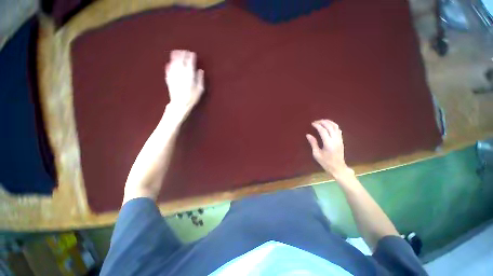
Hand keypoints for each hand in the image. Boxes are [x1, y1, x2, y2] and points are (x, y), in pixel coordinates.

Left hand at [165, 50, 204, 115]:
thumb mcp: (200, 89)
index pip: (190, 63)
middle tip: (184, 51)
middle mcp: (180, 73)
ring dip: (175, 57)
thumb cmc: (192, 98)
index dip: (191, 57)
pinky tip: (169, 63)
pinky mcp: (169, 79)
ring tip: (176, 52)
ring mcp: (173, 75)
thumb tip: (200, 70)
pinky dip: (169, 65)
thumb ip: (200, 79)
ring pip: (173, 63)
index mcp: (189, 75)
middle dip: (182, 54)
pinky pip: (168, 69)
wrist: (180, 104)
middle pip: (181, 60)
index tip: (192, 53)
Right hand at [306, 120, 353, 179]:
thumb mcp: (317, 154)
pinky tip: (328, 125)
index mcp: (328, 144)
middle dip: (323, 122)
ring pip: (336, 127)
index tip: (312, 123)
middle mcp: (335, 140)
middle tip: (316, 121)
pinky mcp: (341, 140)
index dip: (317, 126)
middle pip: (330, 127)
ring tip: (322, 121)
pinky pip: (338, 130)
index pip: (323, 131)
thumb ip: (313, 143)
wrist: (338, 168)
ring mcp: (340, 140)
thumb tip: (308, 135)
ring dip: (329, 122)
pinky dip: (333, 125)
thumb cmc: (326, 162)